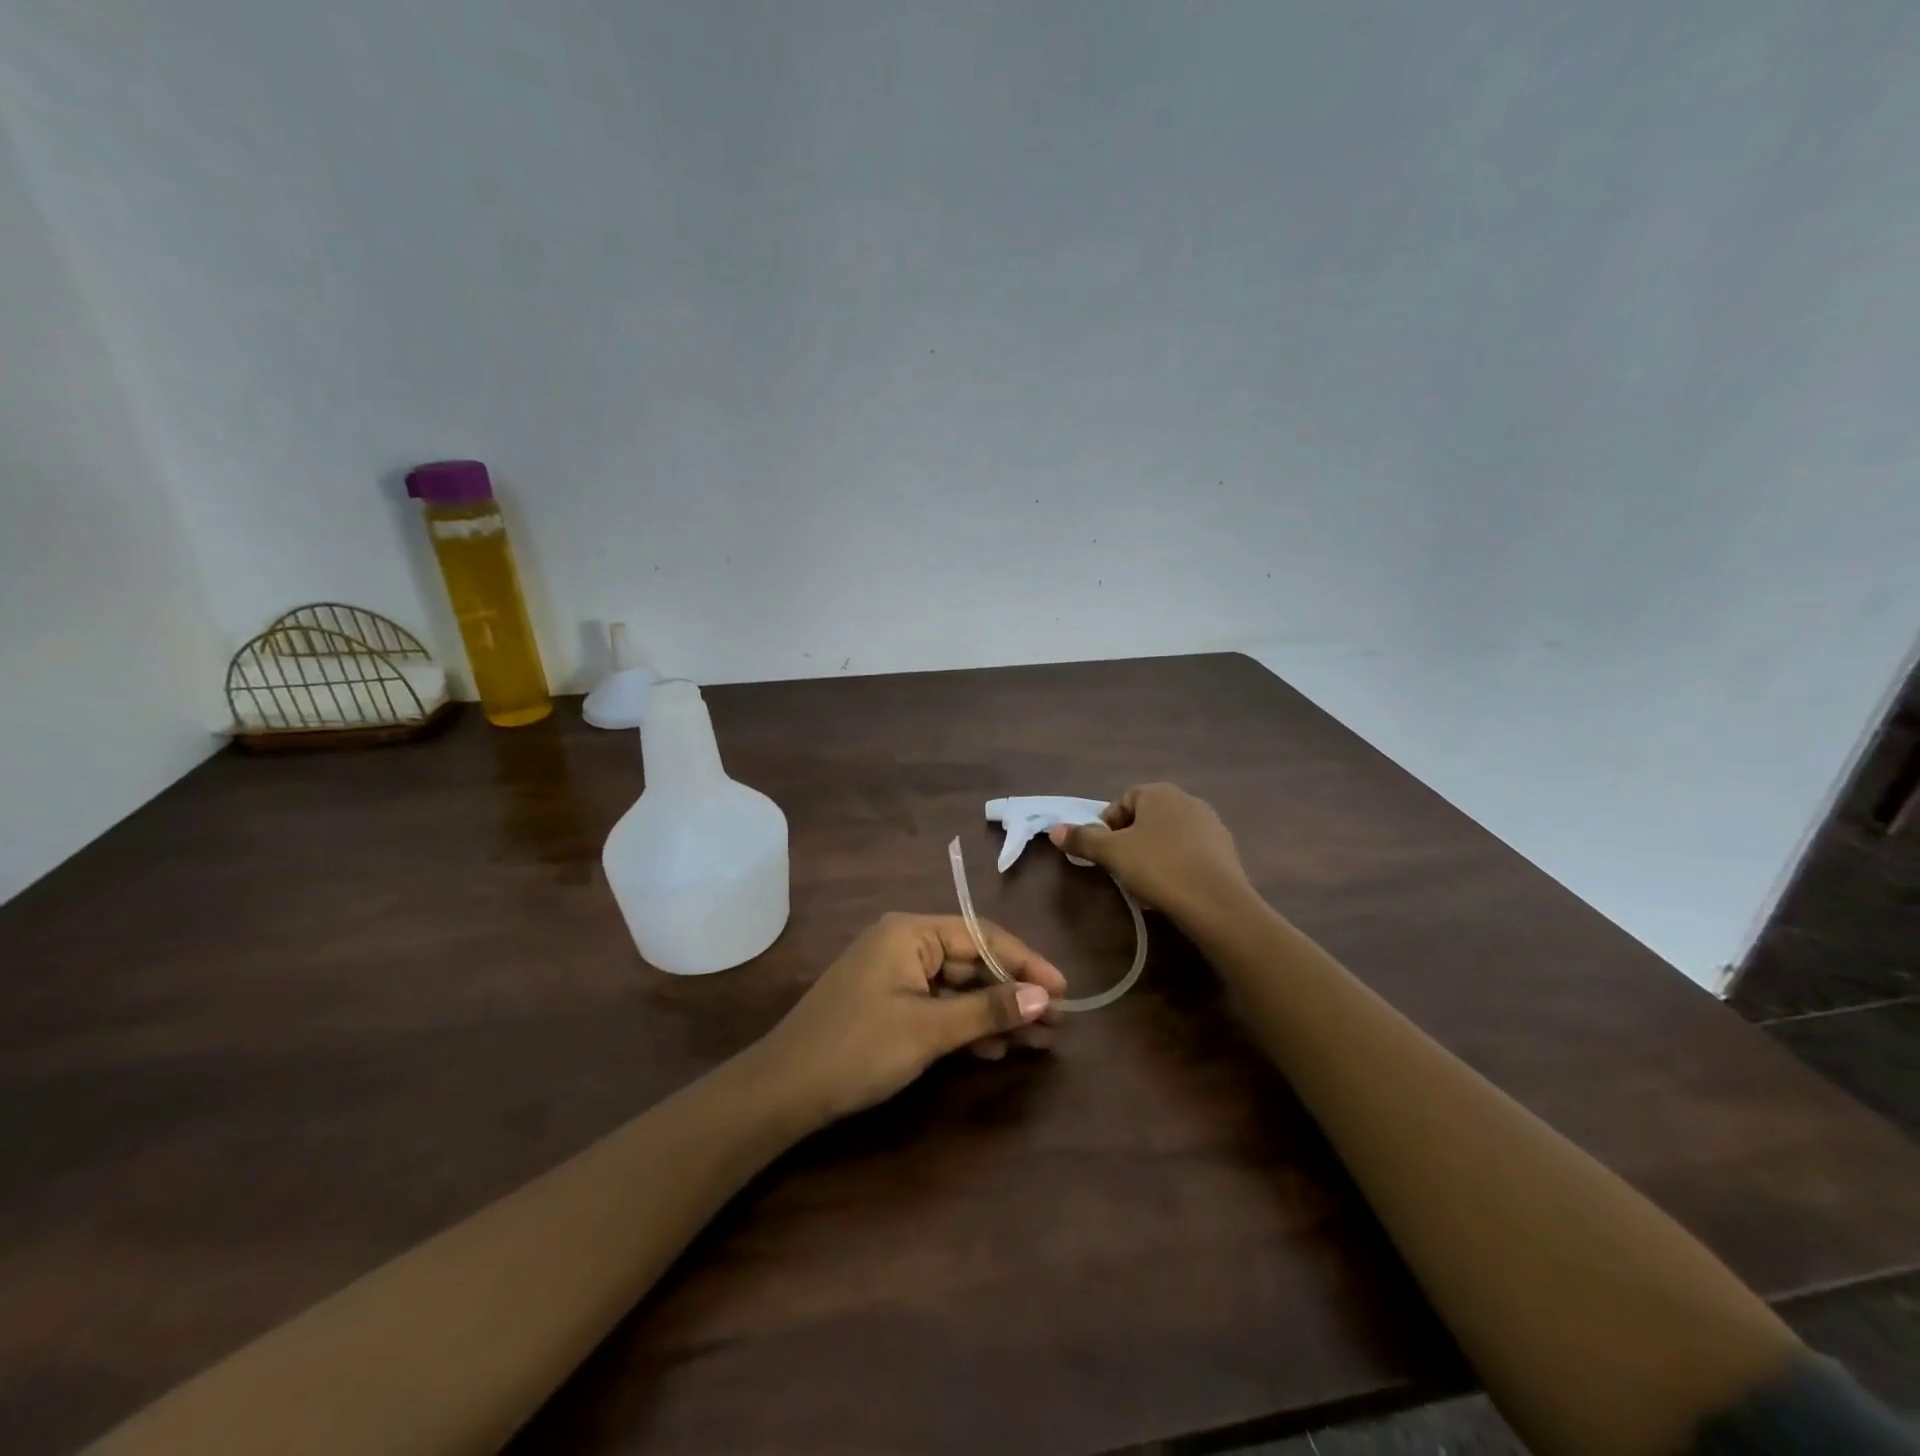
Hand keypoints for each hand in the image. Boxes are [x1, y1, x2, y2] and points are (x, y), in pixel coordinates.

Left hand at [754, 913, 1067, 1125]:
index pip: (982, 936)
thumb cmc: (857, 1049)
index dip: (1026, 963)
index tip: (1064, 991)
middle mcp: (904, 943)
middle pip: (972, 960)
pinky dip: (964, 1025)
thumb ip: (988, 1010)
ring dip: (993, 1012)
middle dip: (1013, 992)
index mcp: (910, 932)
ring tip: (1036, 1041)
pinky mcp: (888, 1002)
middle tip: (1056, 1024)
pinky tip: (992, 1049)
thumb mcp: (928, 1030)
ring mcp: (894, 973)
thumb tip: (1046, 997)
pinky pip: (938, 1005)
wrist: (783, 1091)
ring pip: (958, 986)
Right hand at [1051, 783, 1251, 927]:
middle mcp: (1187, 799)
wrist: (1217, 903)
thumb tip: (1055, 830)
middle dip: (1130, 842)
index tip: (1105, 855)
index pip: (1122, 803)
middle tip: (1122, 869)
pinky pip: (1190, 852)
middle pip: (1145, 818)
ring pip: (1168, 836)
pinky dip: (1176, 865)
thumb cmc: (1158, 868)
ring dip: (1153, 854)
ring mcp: (1210, 824)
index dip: (1107, 828)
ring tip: (1146, 883)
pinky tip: (1172, 889)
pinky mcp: (1225, 850)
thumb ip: (1083, 839)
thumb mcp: (1112, 853)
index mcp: (1159, 792)